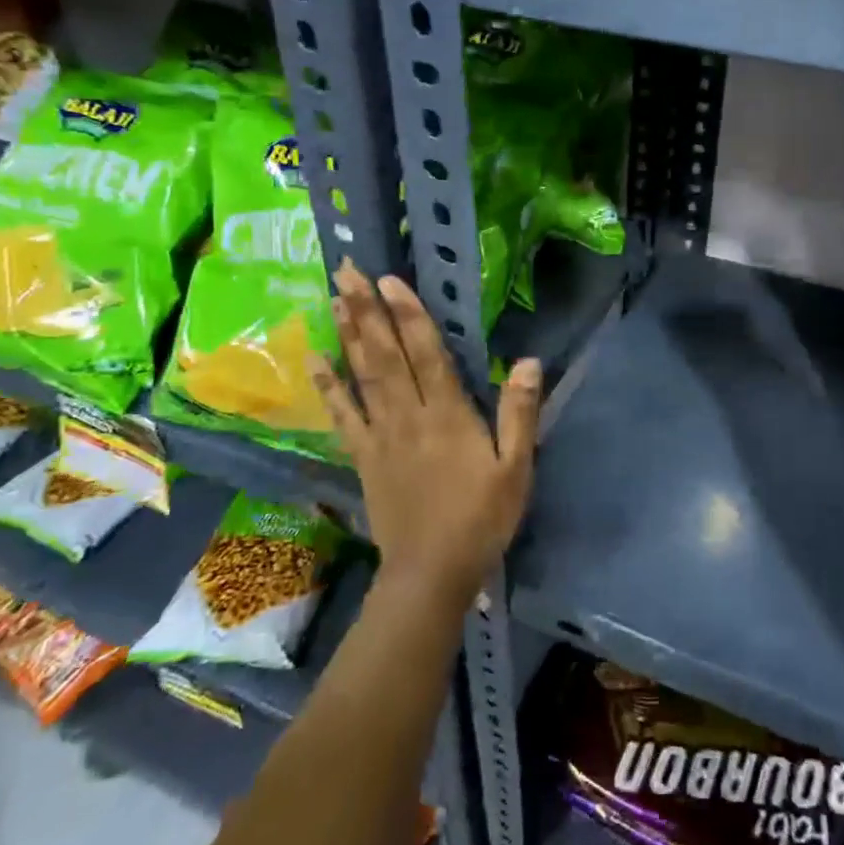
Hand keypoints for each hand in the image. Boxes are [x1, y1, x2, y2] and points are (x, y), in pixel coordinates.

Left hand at [314, 260, 541, 610]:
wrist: (431, 573)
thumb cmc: (481, 518)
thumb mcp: (516, 468)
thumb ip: (519, 413)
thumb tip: (529, 362)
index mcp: (448, 415)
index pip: (426, 354)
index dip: (409, 314)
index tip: (390, 280)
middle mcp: (408, 416)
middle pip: (385, 354)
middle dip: (367, 310)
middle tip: (348, 270)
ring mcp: (380, 435)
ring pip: (361, 374)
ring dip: (348, 332)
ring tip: (334, 296)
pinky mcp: (363, 456)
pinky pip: (342, 414)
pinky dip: (328, 385)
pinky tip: (314, 358)